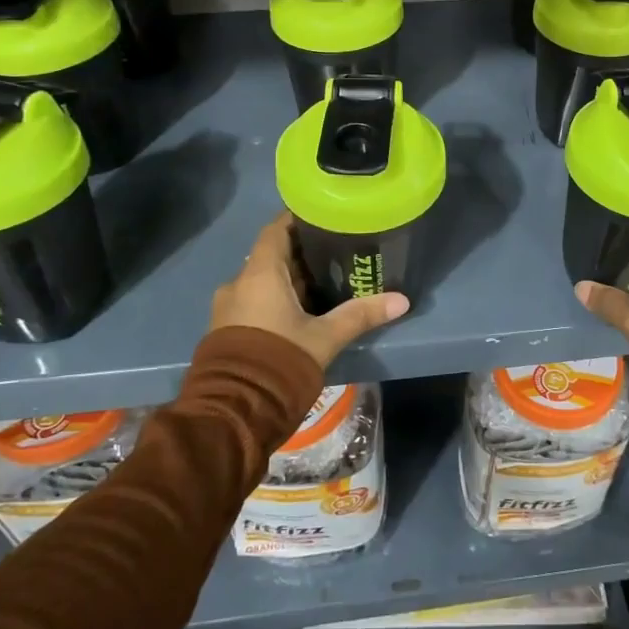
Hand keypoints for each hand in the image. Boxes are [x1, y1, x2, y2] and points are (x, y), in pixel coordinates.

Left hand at [210, 213, 409, 368]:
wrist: (233, 413)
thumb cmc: (280, 361)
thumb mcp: (325, 338)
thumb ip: (361, 315)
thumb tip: (402, 300)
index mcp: (260, 274)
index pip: (277, 229)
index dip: (298, 219)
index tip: (324, 216)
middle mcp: (239, 283)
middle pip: (272, 255)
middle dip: (302, 253)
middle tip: (337, 251)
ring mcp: (229, 308)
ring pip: (263, 281)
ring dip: (290, 280)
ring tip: (325, 282)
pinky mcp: (227, 330)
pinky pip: (254, 302)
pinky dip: (277, 299)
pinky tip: (302, 312)